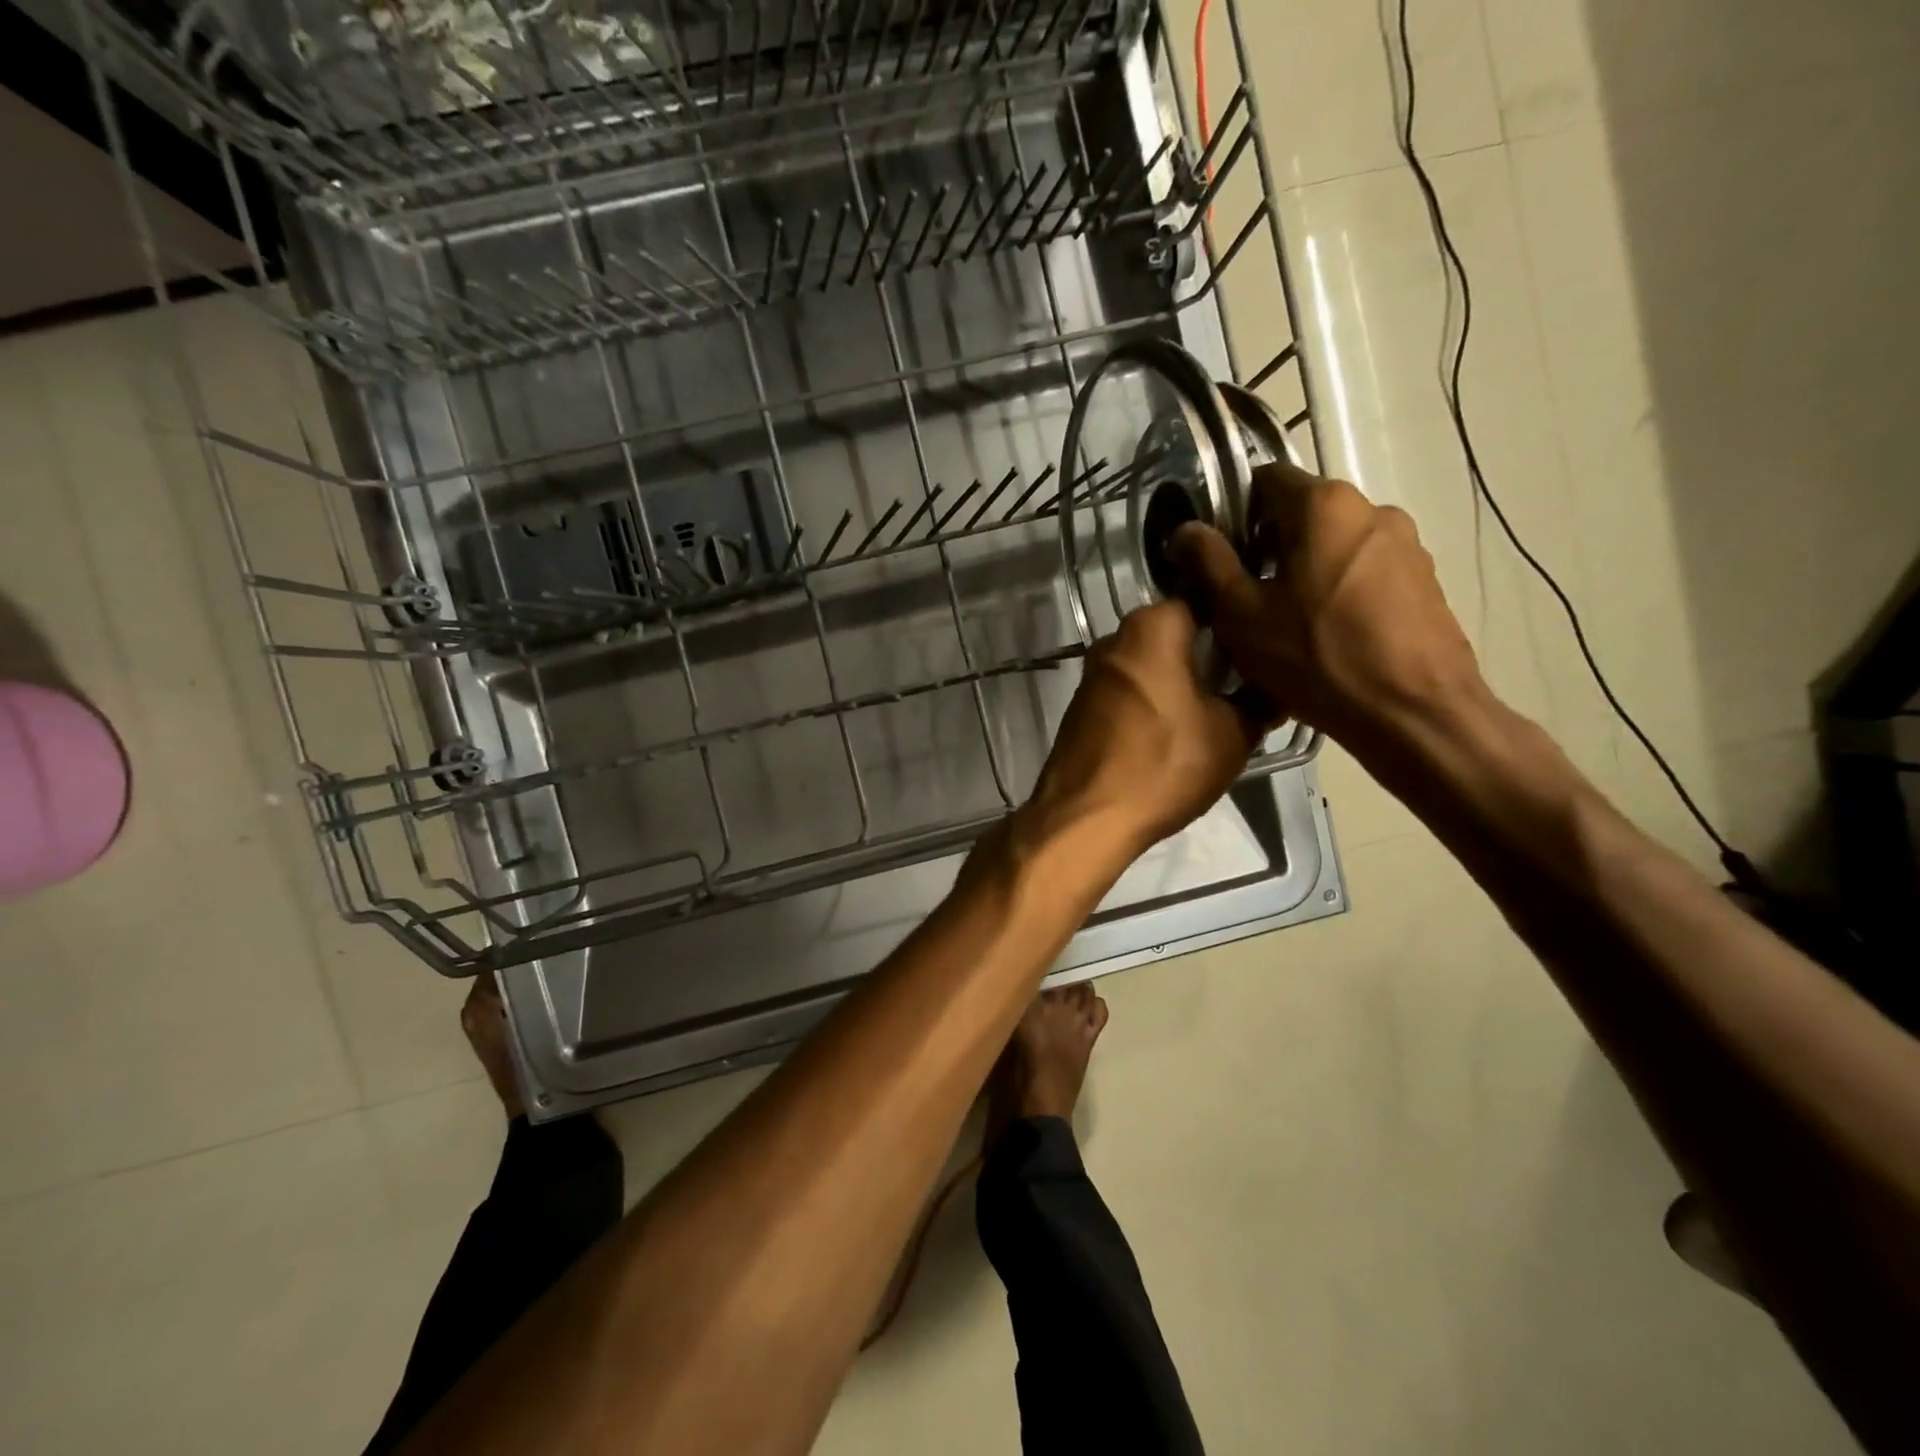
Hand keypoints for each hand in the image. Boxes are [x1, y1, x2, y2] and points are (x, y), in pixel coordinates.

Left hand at [1023, 599, 1270, 856]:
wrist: (1087, 816)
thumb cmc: (1165, 766)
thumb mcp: (1233, 734)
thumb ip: (1260, 700)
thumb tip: (1279, 687)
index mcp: (1152, 627)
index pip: (1205, 601)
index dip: (1237, 622)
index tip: (1262, 646)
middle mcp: (1115, 639)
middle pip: (1174, 632)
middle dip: (1207, 654)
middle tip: (1243, 683)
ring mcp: (1092, 673)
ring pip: (1150, 662)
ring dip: (1178, 679)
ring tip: (1213, 710)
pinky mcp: (1081, 704)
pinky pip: (1128, 688)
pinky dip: (1151, 698)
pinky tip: (1171, 729)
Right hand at [1169, 460, 1483, 747]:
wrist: (1413, 713)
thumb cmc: (1317, 657)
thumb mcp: (1242, 614)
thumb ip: (1209, 563)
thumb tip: (1186, 530)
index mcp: (1324, 505)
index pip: (1266, 479)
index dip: (1233, 513)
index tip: (1218, 557)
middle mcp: (1372, 509)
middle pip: (1303, 513)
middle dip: (1268, 546)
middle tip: (1245, 598)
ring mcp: (1406, 544)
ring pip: (1334, 544)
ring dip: (1304, 570)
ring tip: (1286, 623)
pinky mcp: (1424, 580)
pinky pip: (1364, 571)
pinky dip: (1338, 590)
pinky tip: (1327, 636)